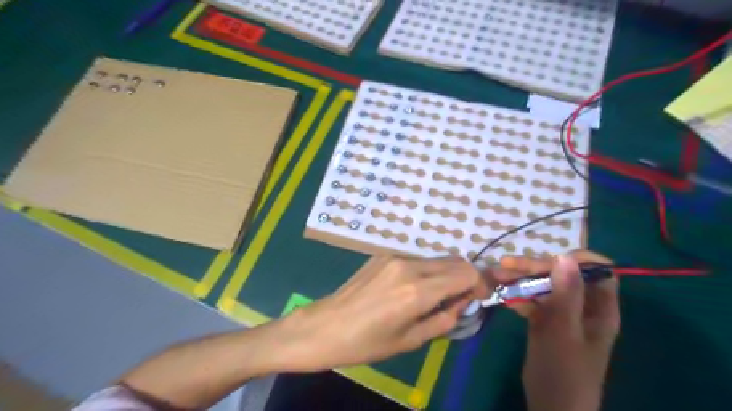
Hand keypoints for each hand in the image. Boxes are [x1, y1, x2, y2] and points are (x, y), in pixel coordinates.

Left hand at [278, 255, 487, 370]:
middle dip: (464, 277)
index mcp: (417, 290)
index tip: (478, 297)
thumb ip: (444, 319)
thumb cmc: (366, 343)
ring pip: (435, 259)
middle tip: (459, 299)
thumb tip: (463, 302)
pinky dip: (425, 272)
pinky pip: (415, 260)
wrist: (325, 326)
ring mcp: (393, 257)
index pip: (465, 273)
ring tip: (433, 298)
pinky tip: (410, 290)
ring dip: (444, 274)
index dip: (479, 283)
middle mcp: (408, 266)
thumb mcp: (410, 340)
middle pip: (453, 261)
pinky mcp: (382, 255)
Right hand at [495, 250, 618, 410]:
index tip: (550, 257)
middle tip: (505, 264)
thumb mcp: (564, 331)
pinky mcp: (544, 321)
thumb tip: (564, 256)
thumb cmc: (564, 372)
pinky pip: (532, 301)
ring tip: (494, 274)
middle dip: (534, 267)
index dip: (578, 259)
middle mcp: (582, 306)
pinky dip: (517, 295)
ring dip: (519, 278)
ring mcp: (561, 314)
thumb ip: (566, 294)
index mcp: (599, 308)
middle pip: (562, 275)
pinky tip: (500, 293)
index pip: (598, 271)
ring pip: (543, 286)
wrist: (551, 407)